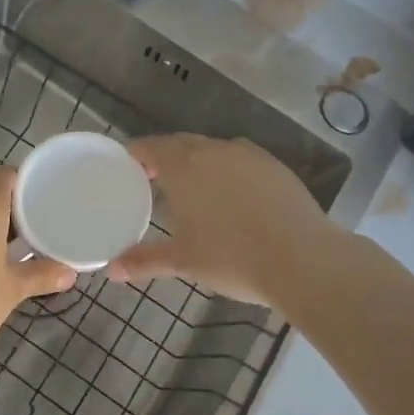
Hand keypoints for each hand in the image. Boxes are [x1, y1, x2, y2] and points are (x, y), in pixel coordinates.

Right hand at [106, 134, 341, 307]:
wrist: (303, 259)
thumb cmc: (232, 258)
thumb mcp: (183, 261)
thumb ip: (144, 261)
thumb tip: (111, 271)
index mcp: (182, 167)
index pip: (149, 147)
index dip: (134, 155)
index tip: (127, 169)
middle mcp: (212, 150)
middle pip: (179, 144)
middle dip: (164, 158)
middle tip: (154, 181)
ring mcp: (247, 155)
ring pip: (212, 149)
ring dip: (197, 162)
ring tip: (194, 189)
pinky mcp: (275, 166)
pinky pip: (240, 160)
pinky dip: (228, 170)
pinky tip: (233, 196)